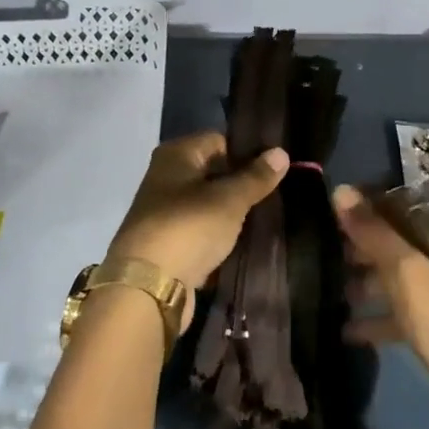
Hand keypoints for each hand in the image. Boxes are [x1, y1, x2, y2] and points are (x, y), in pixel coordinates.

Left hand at [108, 133, 287, 321]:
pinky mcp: (167, 243)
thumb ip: (256, 176)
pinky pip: (200, 231)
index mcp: (176, 155)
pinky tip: (242, 243)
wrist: (147, 288)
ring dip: (230, 213)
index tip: (274, 168)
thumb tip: (281, 152)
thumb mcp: (229, 199)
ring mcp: (164, 212)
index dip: (247, 152)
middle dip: (240, 184)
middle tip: (275, 194)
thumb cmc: (189, 227)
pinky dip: (217, 236)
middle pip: (212, 172)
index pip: (219, 140)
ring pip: (207, 204)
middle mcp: (165, 177)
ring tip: (264, 219)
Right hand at [335, 185, 428, 423]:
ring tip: (326, 289)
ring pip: (394, 280)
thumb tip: (341, 190)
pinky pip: (398, 317)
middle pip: (395, 244)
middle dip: (359, 245)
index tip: (326, 210)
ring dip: (363, 281)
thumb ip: (375, 234)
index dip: (365, 207)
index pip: (398, 209)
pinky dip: (374, 320)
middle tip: (318, 251)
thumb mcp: (409, 275)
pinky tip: (346, 331)